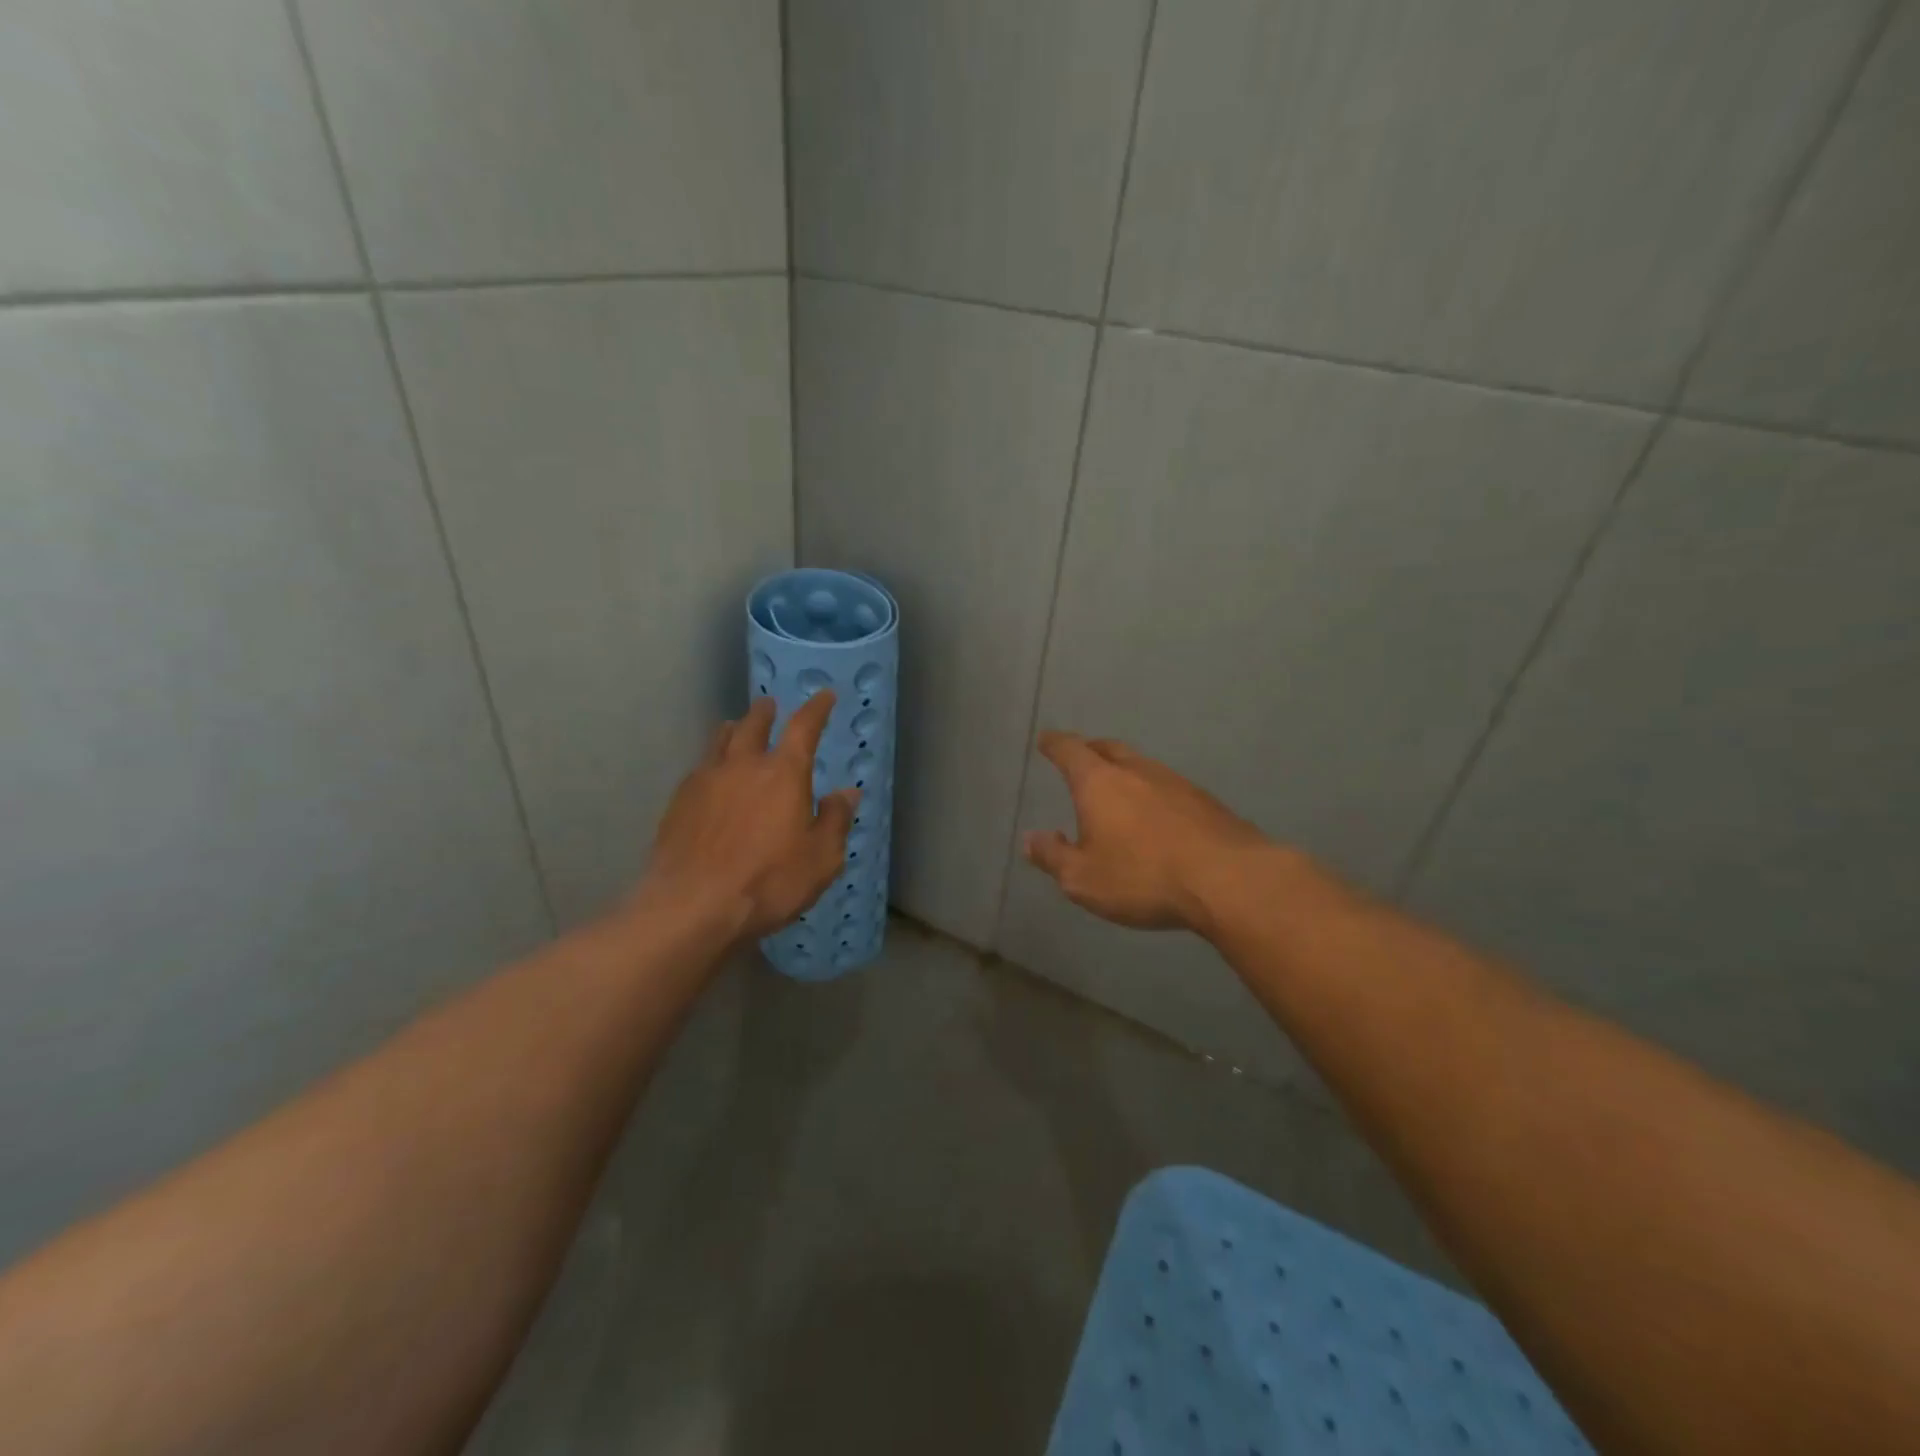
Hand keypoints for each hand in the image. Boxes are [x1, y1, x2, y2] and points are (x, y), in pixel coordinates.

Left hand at [640, 693, 857, 940]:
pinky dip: (712, 762)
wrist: (691, 907)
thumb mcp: (821, 859)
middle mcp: (743, 765)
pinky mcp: (678, 802)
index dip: (817, 709)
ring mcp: (705, 780)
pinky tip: (711, 776)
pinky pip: (699, 768)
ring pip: (720, 741)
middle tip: (770, 706)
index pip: (804, 727)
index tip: (825, 695)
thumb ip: (835, 820)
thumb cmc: (768, 882)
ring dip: (733, 730)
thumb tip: (846, 793)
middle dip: (765, 713)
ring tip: (736, 728)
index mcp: (784, 774)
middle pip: (753, 725)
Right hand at [1023, 731, 1266, 932]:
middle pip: (1108, 748)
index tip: (1045, 739)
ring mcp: (1175, 782)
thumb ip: (1053, 856)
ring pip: (1141, 765)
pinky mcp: (1205, 801)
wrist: (1228, 879)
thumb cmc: (1142, 877)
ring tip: (1116, 788)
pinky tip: (1155, 814)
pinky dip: (1151, 792)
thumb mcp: (1083, 879)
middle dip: (1090, 749)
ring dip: (1124, 770)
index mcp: (1099, 783)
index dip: (1055, 744)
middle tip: (1080, 756)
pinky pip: (1167, 787)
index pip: (1070, 751)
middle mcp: (1136, 771)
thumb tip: (1031, 838)